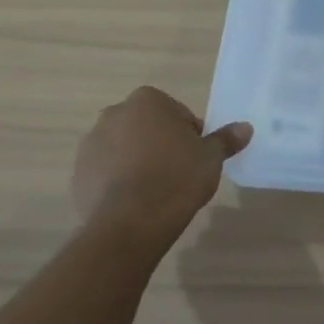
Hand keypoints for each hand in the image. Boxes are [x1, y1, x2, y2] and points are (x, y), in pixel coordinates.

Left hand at [71, 87, 251, 253]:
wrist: (130, 223)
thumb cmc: (176, 178)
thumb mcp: (210, 158)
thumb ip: (225, 139)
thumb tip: (245, 127)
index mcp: (147, 101)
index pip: (176, 113)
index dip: (189, 135)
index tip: (195, 158)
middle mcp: (114, 114)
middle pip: (146, 127)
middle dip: (159, 144)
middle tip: (177, 173)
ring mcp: (90, 145)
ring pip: (123, 149)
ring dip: (136, 162)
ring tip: (154, 192)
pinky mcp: (78, 174)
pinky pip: (105, 173)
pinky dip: (117, 182)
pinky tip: (134, 203)